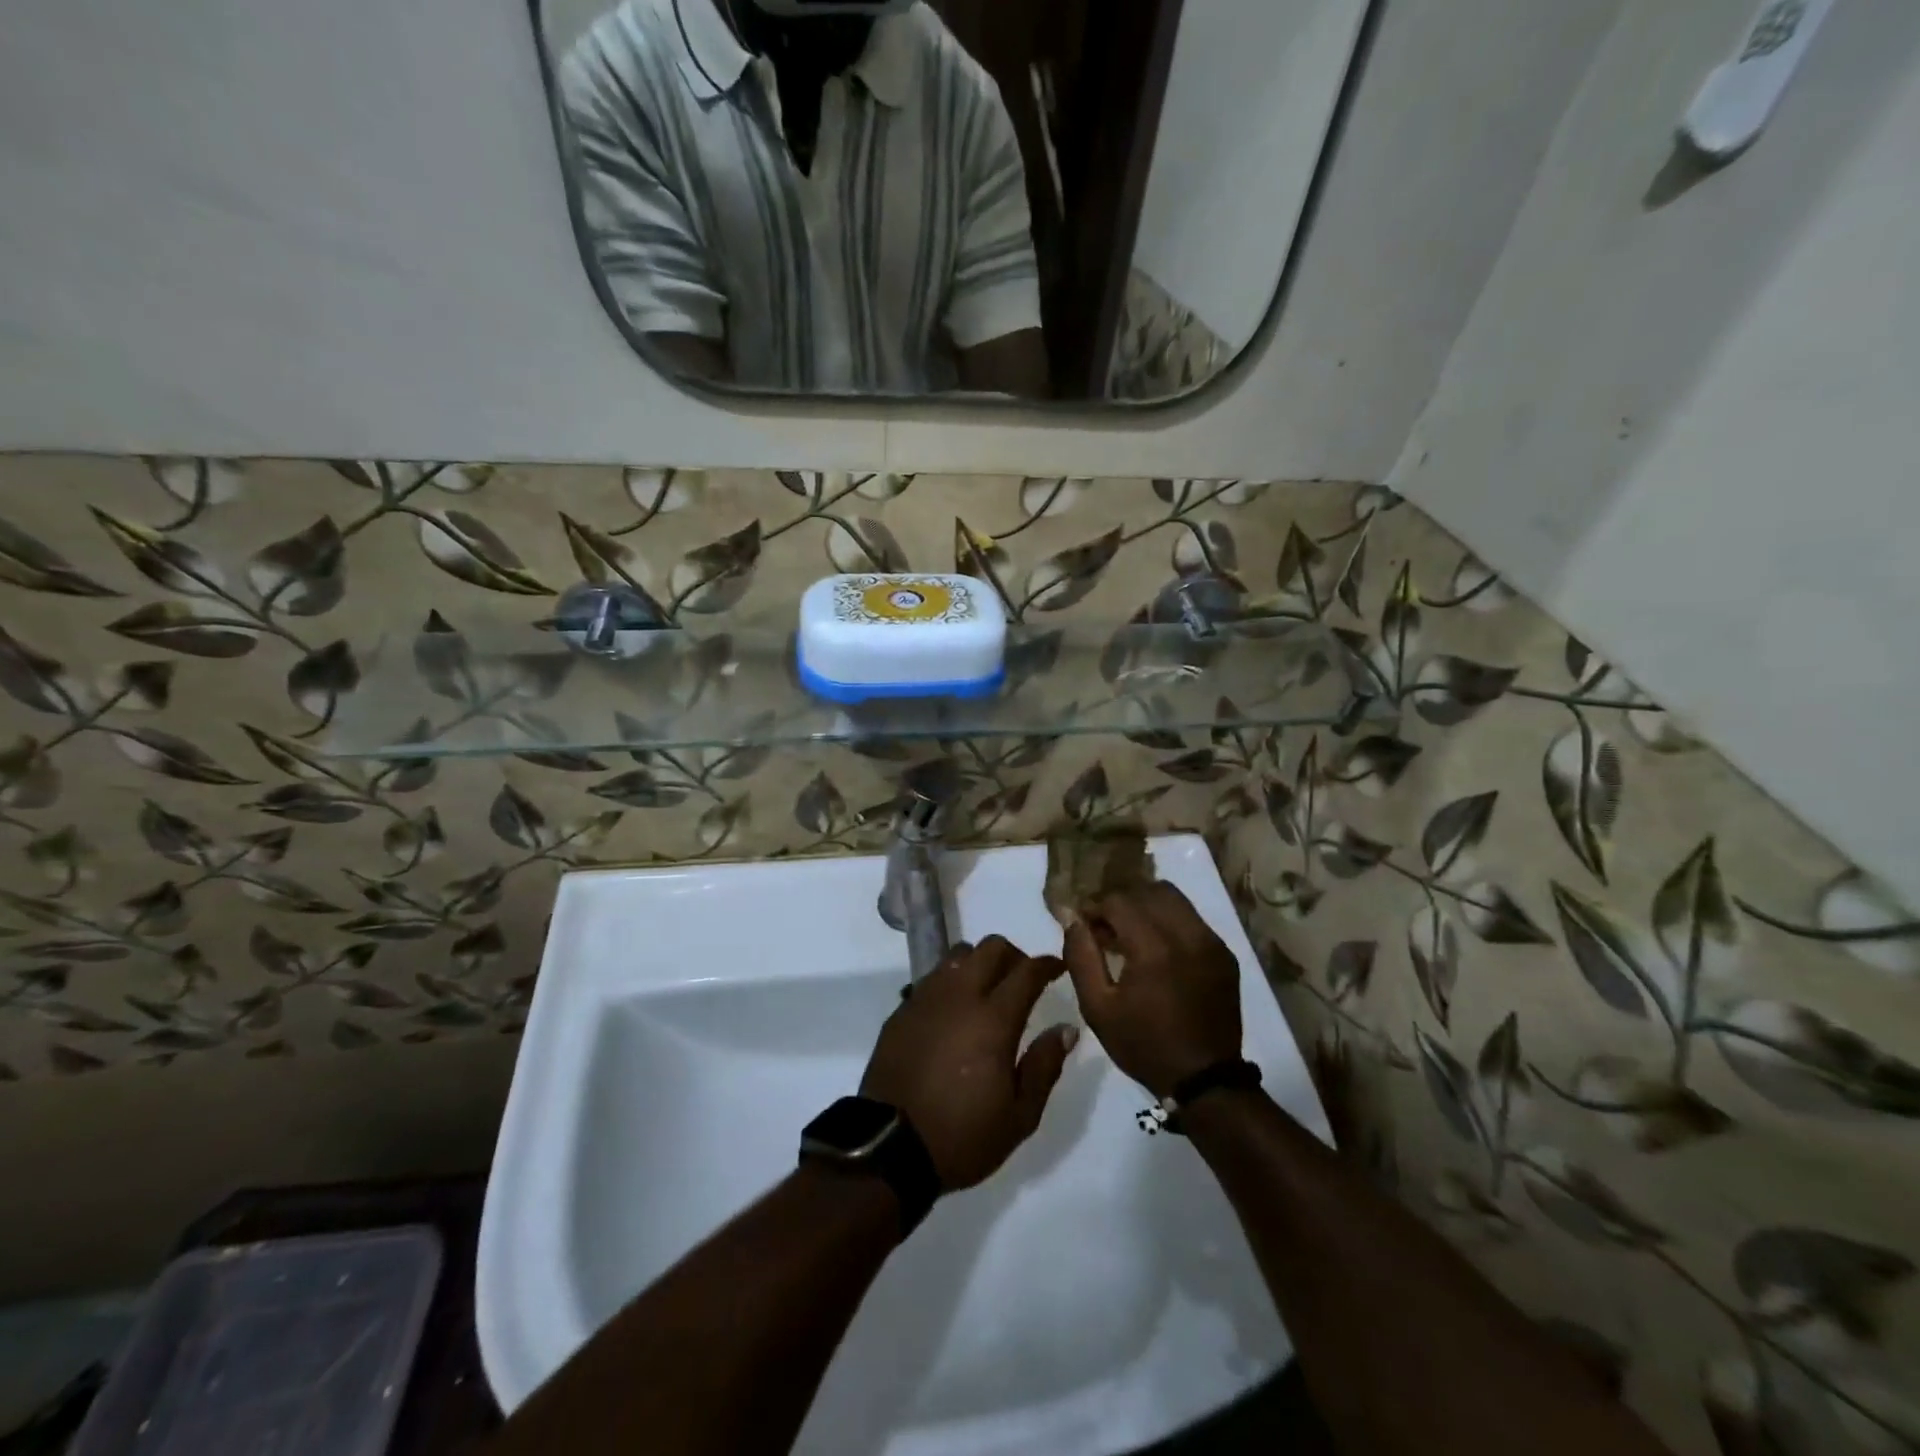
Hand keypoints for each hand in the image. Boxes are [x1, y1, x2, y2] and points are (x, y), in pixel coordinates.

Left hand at [862, 937, 1077, 1191]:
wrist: (889, 1148)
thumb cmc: (962, 1135)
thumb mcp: (1019, 1116)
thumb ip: (1044, 1066)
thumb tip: (1066, 1029)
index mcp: (993, 1019)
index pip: (1027, 971)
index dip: (1048, 964)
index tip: (1060, 968)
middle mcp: (959, 995)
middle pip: (991, 947)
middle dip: (1014, 956)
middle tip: (1024, 980)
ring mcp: (926, 997)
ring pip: (958, 955)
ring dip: (979, 963)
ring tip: (987, 992)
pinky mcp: (902, 1009)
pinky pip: (932, 977)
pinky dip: (951, 981)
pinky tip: (954, 1011)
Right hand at [1064, 883, 1241, 1098]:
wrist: (1205, 1080)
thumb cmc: (1143, 1044)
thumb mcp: (1097, 1007)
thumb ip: (1081, 956)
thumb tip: (1072, 918)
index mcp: (1154, 947)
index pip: (1119, 901)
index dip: (1096, 908)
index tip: (1085, 926)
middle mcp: (1188, 934)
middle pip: (1149, 890)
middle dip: (1123, 902)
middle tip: (1107, 927)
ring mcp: (1211, 942)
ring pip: (1174, 899)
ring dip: (1147, 908)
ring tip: (1132, 935)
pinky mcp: (1224, 954)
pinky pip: (1192, 920)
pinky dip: (1169, 923)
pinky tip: (1158, 950)